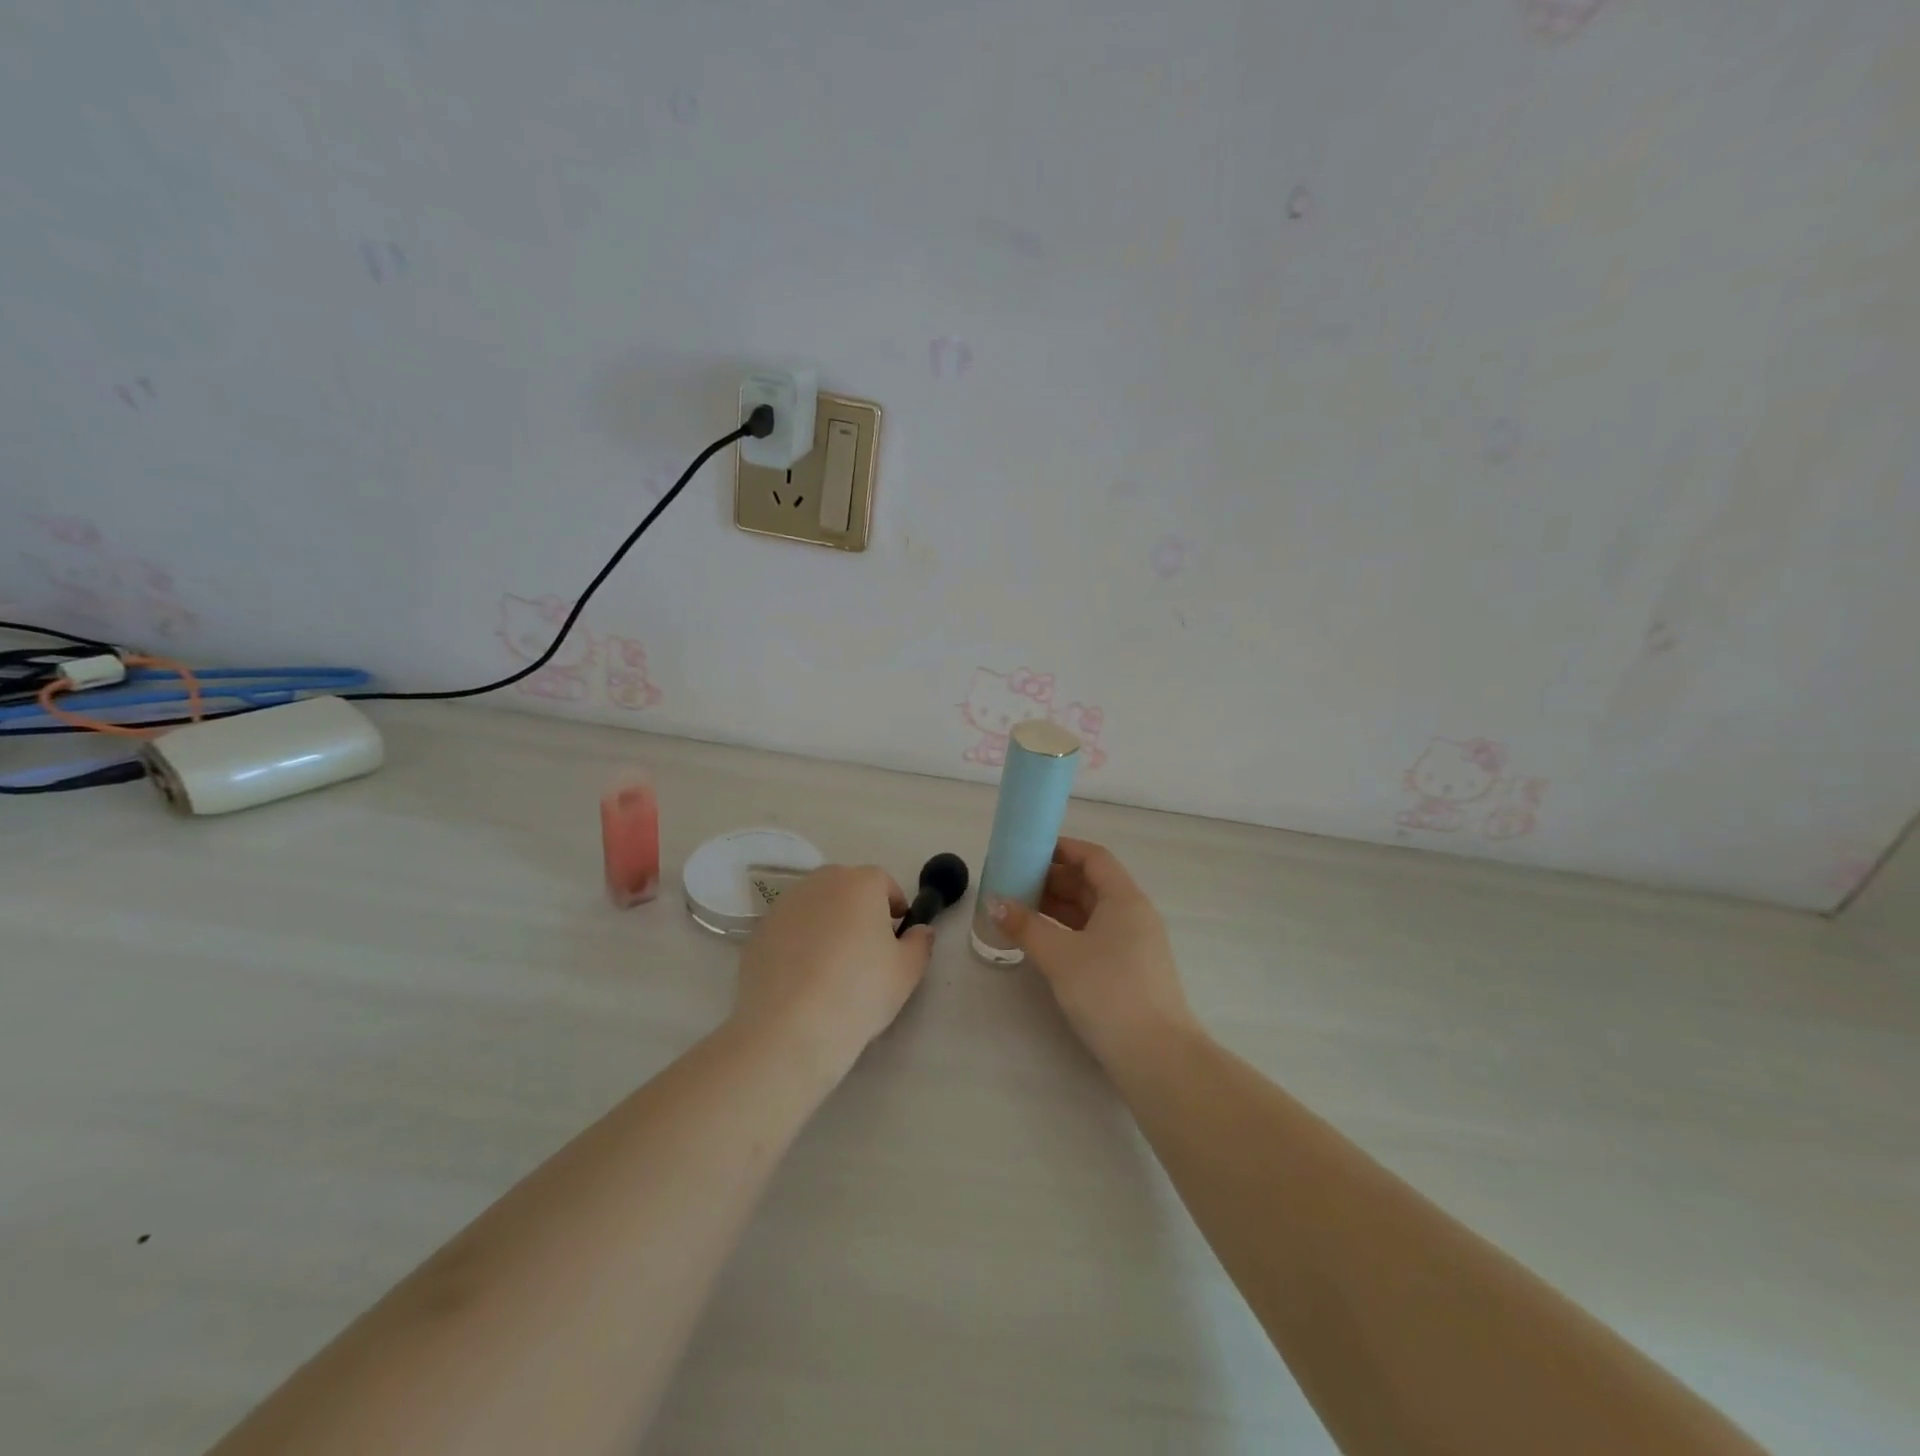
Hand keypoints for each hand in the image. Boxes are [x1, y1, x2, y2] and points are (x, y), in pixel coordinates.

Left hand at [733, 864, 931, 1076]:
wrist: (791, 1028)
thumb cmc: (860, 992)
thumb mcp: (907, 971)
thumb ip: (920, 943)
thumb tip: (920, 930)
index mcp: (860, 883)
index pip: (883, 882)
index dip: (894, 907)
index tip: (896, 935)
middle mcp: (820, 882)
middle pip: (846, 887)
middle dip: (859, 909)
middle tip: (866, 949)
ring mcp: (784, 905)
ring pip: (815, 906)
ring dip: (827, 923)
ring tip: (832, 965)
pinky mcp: (759, 932)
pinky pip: (789, 929)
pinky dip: (799, 942)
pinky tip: (803, 978)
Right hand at [991, 838, 1196, 1067]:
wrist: (1157, 1057)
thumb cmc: (1108, 992)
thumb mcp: (1060, 955)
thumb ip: (1025, 926)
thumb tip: (995, 902)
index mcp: (1125, 899)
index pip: (1094, 858)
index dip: (1062, 849)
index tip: (1028, 850)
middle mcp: (1134, 915)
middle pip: (1092, 884)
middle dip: (1053, 879)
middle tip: (1015, 882)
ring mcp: (1135, 945)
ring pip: (1092, 912)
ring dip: (1058, 907)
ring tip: (1021, 910)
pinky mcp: (1130, 971)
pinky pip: (1095, 936)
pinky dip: (1068, 931)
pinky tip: (1043, 942)